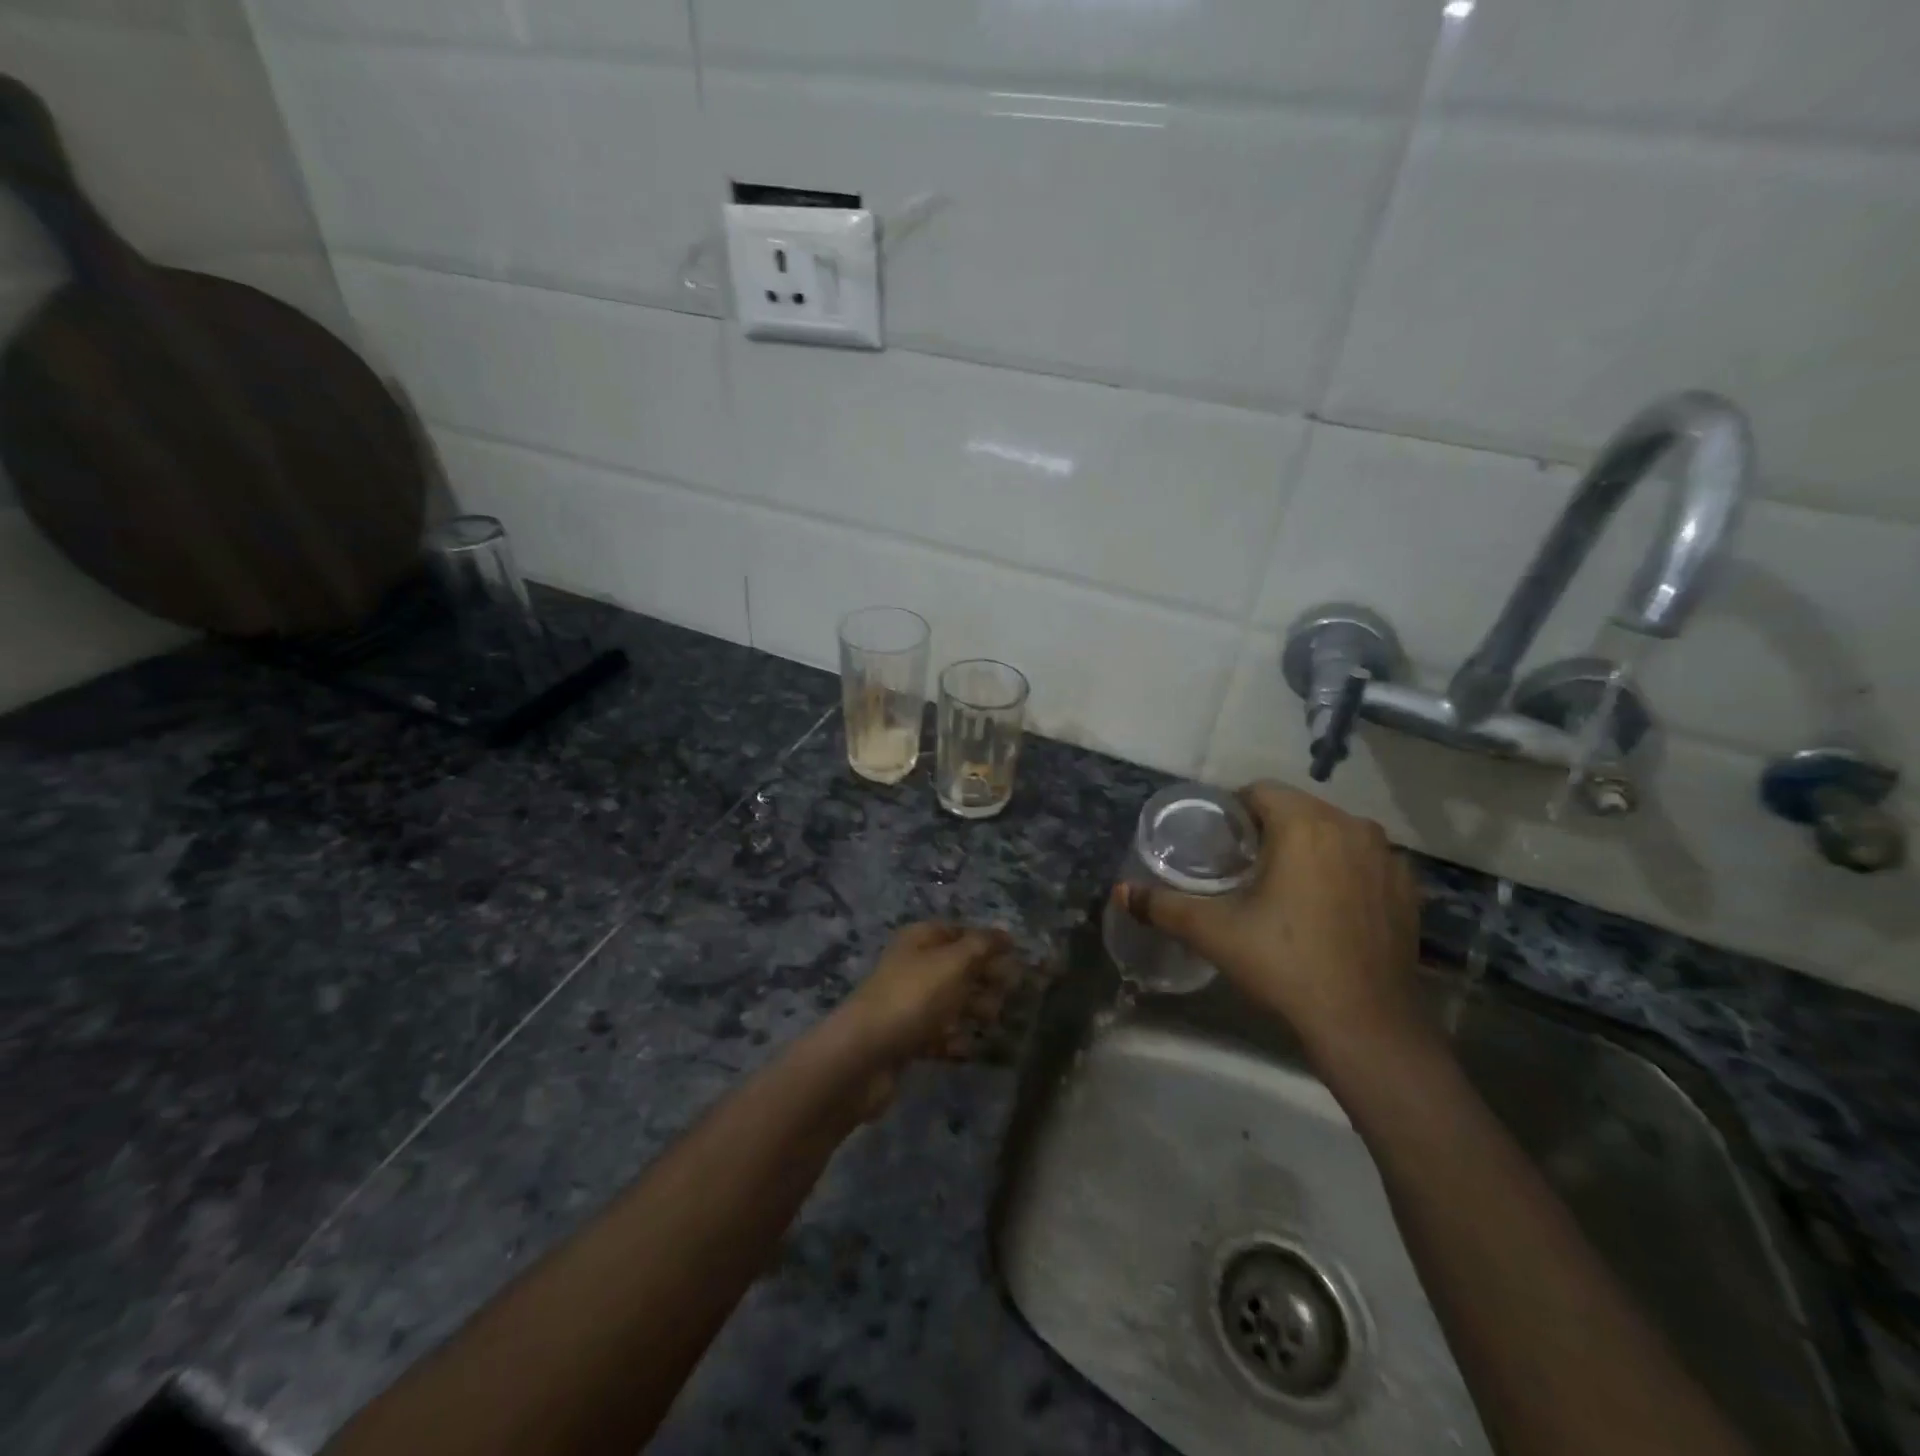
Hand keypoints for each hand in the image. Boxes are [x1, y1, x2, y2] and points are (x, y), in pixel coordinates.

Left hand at [830, 923, 1016, 1113]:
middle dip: (985, 979)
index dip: (988, 942)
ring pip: (950, 1002)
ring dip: (975, 1010)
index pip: (960, 932)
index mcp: (920, 940)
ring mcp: (907, 1003)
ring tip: (995, 1022)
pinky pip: (938, 1034)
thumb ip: (982, 946)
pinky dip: (955, 1040)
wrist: (864, 1055)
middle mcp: (913, 966)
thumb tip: (1005, 932)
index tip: (1018, 958)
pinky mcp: (905, 1039)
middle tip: (1012, 994)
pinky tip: (970, 1049)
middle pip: (958, 967)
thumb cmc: (913, 998)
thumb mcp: (953, 963)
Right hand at [1114, 783, 1421, 1060]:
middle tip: (1242, 868)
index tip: (1219, 845)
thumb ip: (1163, 905)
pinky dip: (1341, 870)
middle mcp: (1352, 827)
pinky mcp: (1407, 888)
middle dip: (1268, 829)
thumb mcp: (1214, 932)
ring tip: (1284, 886)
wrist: (1368, 1026)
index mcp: (1305, 824)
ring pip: (1333, 832)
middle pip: (1297, 809)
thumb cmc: (1286, 965)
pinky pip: (1363, 860)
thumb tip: (1120, 891)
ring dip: (1307, 846)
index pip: (1259, 791)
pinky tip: (1327, 908)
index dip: (1232, 812)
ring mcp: (1387, 857)